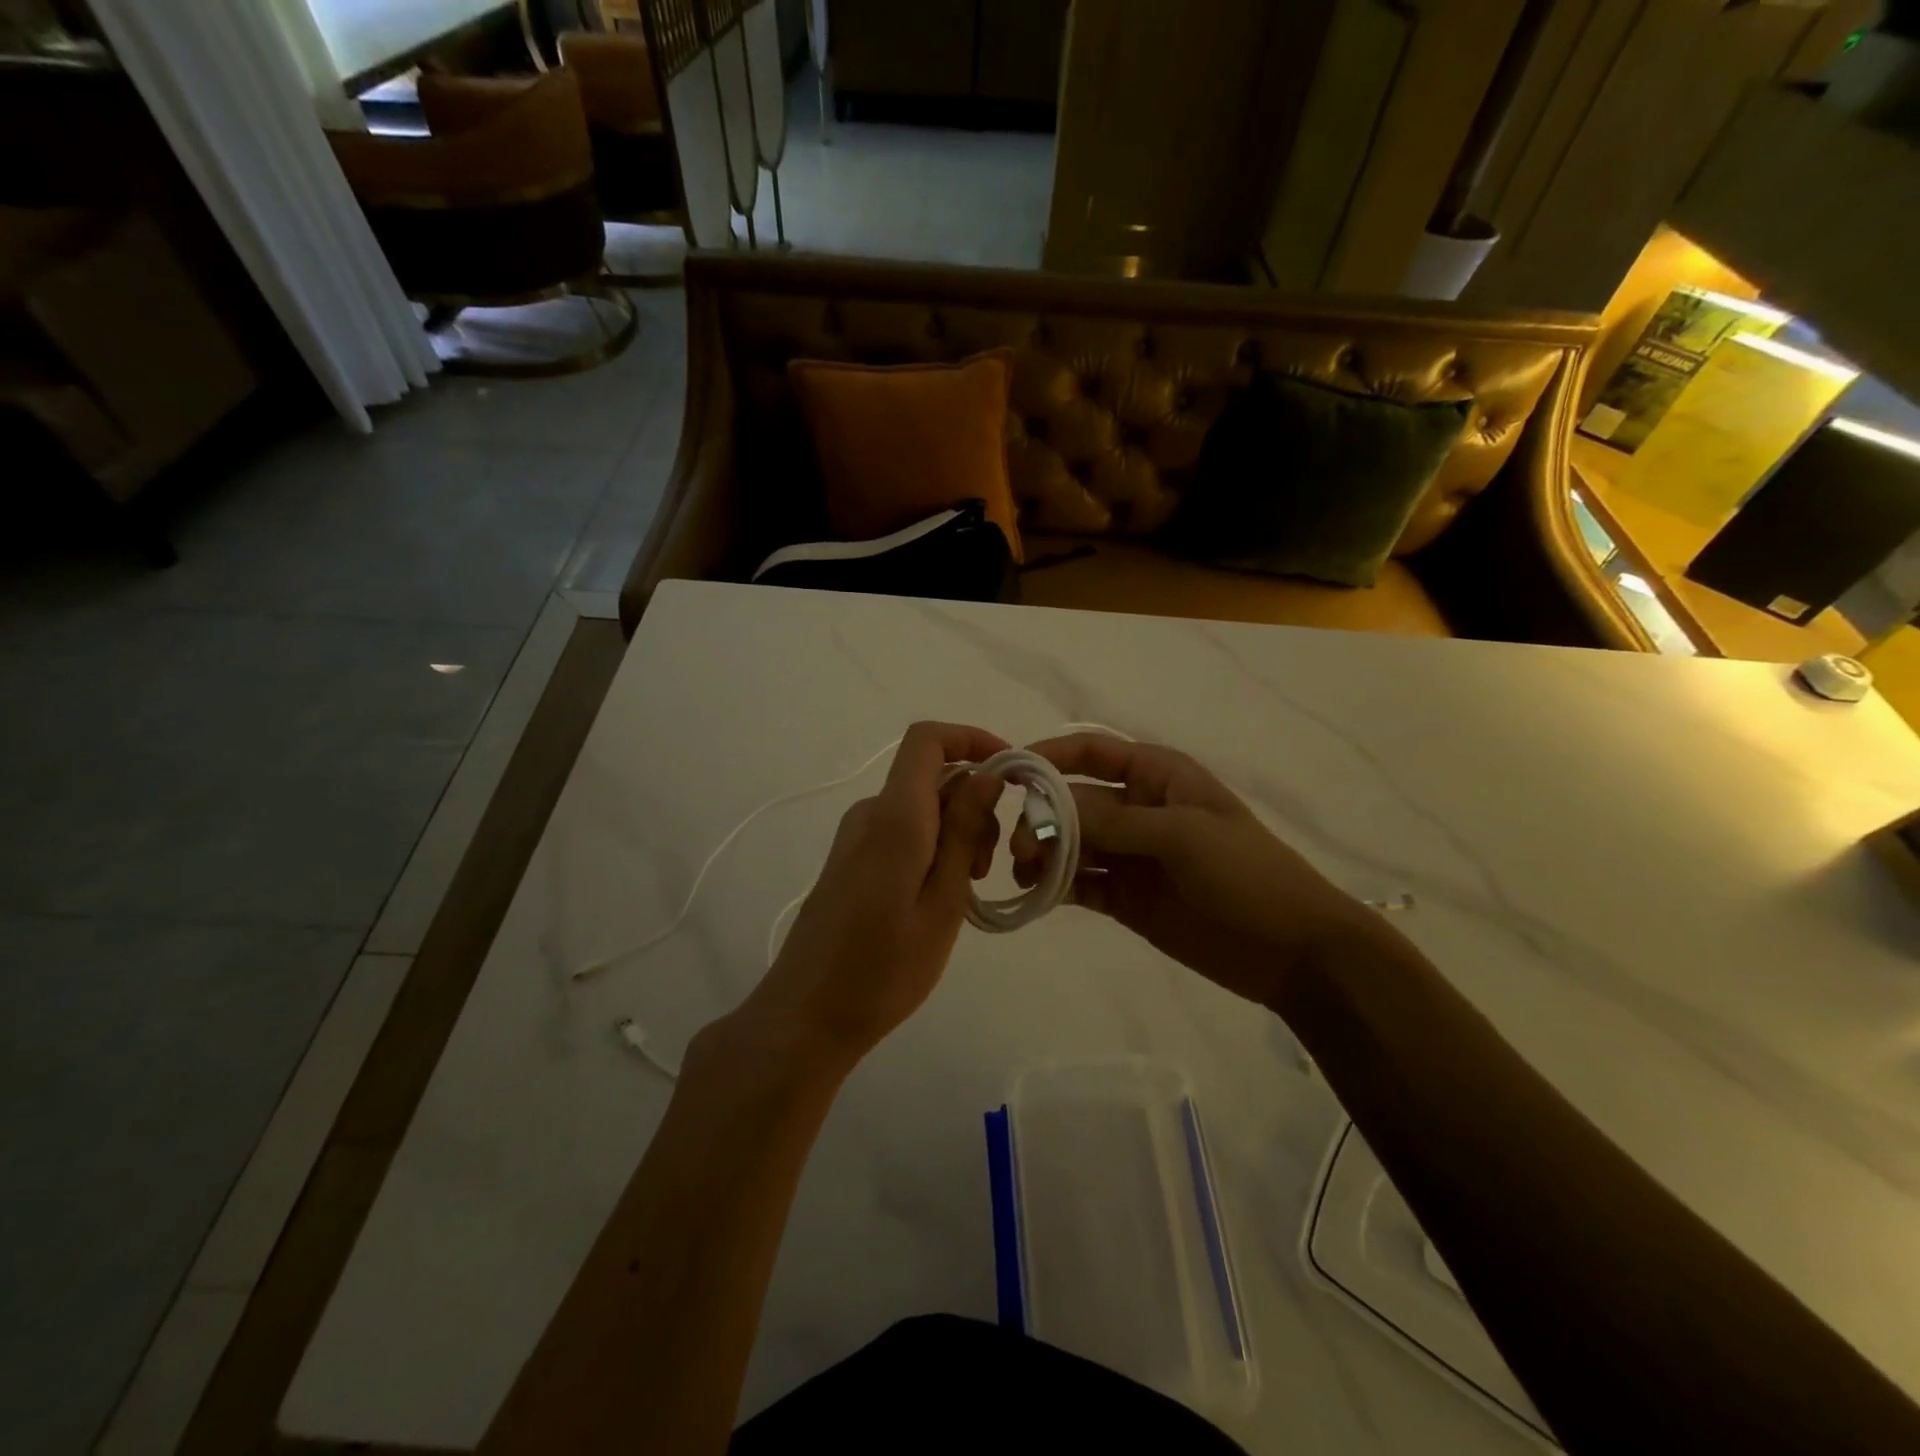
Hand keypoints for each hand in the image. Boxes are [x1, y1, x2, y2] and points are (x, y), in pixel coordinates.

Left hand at [723, 721, 1007, 1072]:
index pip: (927, 740)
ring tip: (966, 891)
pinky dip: (933, 849)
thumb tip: (987, 774)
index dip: (972, 739)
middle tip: (989, 867)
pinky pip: (902, 832)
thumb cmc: (884, 968)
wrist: (807, 1015)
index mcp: (895, 816)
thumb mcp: (943, 902)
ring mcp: (856, 837)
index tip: (1011, 775)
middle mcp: (870, 814)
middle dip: (974, 805)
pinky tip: (940, 900)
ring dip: (956, 833)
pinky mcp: (850, 861)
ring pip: (921, 808)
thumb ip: (964, 831)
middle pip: (932, 777)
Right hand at [1012, 734, 1379, 1006]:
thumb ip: (1114, 823)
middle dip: (1042, 819)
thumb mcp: (1183, 835)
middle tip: (1020, 850)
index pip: (1092, 751)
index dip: (1049, 757)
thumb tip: (1047, 815)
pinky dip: (1056, 887)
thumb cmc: (1246, 873)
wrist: (1292, 950)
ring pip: (1071, 844)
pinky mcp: (1126, 898)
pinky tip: (1038, 895)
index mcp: (1157, 776)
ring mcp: (1130, 855)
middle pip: (1073, 802)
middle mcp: (1137, 809)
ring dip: (1044, 854)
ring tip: (1027, 875)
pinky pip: (1081, 884)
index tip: (1009, 776)